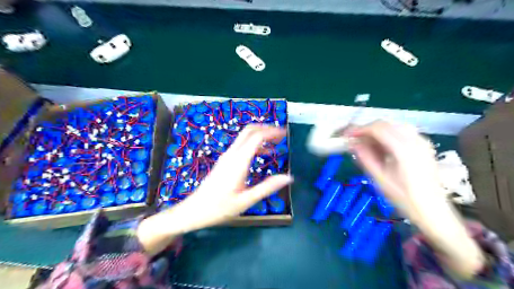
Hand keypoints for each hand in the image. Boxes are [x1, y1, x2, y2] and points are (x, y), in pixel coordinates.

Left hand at [170, 124, 292, 229]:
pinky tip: (262, 154)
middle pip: (249, 131)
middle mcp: (232, 154)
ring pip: (244, 137)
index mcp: (238, 162)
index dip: (271, 132)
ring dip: (260, 135)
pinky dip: (254, 144)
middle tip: (281, 135)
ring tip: (275, 143)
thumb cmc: (220, 208)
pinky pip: (241, 145)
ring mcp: (227, 156)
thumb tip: (288, 177)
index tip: (284, 134)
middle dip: (266, 129)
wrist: (194, 210)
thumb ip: (267, 188)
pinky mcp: (225, 161)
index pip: (256, 137)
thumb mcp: (246, 201)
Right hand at [343, 121, 443, 219]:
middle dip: (367, 129)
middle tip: (354, 139)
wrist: (433, 210)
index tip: (346, 136)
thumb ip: (365, 157)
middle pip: (385, 124)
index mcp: (404, 149)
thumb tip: (352, 143)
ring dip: (377, 131)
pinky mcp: (424, 145)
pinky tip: (382, 146)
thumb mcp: (379, 179)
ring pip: (394, 125)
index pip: (377, 129)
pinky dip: (388, 134)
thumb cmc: (404, 198)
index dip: (359, 129)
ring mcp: (422, 141)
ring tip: (366, 143)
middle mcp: (415, 140)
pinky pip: (402, 131)